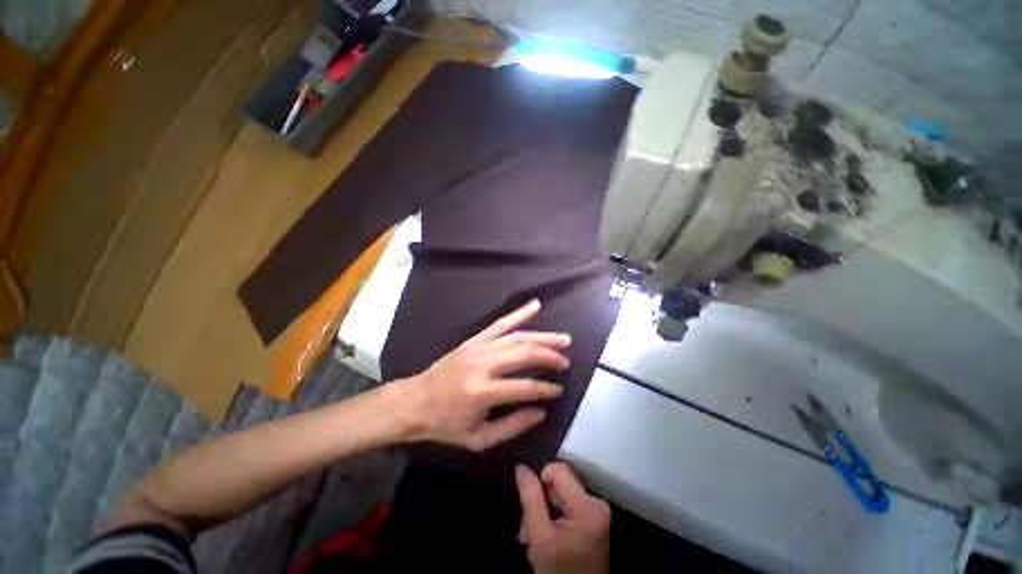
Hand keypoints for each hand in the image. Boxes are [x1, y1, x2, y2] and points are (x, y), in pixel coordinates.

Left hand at [395, 300, 570, 450]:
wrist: (414, 402)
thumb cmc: (445, 424)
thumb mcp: (478, 439)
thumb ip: (513, 425)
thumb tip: (541, 411)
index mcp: (482, 393)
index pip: (524, 387)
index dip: (545, 389)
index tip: (558, 390)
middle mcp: (482, 365)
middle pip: (524, 354)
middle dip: (549, 356)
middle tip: (566, 361)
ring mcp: (478, 348)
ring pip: (517, 336)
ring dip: (543, 337)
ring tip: (563, 339)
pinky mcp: (473, 340)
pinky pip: (500, 324)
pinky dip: (519, 314)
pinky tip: (535, 305)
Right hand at [516, 462, 610, 573]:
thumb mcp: (539, 537)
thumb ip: (530, 498)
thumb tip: (521, 468)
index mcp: (589, 506)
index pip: (558, 470)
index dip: (539, 482)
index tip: (530, 508)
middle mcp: (597, 504)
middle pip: (559, 484)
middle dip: (539, 504)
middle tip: (528, 531)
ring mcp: (597, 513)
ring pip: (560, 496)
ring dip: (543, 514)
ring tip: (533, 540)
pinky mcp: (593, 522)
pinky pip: (567, 507)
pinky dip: (553, 520)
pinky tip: (546, 540)